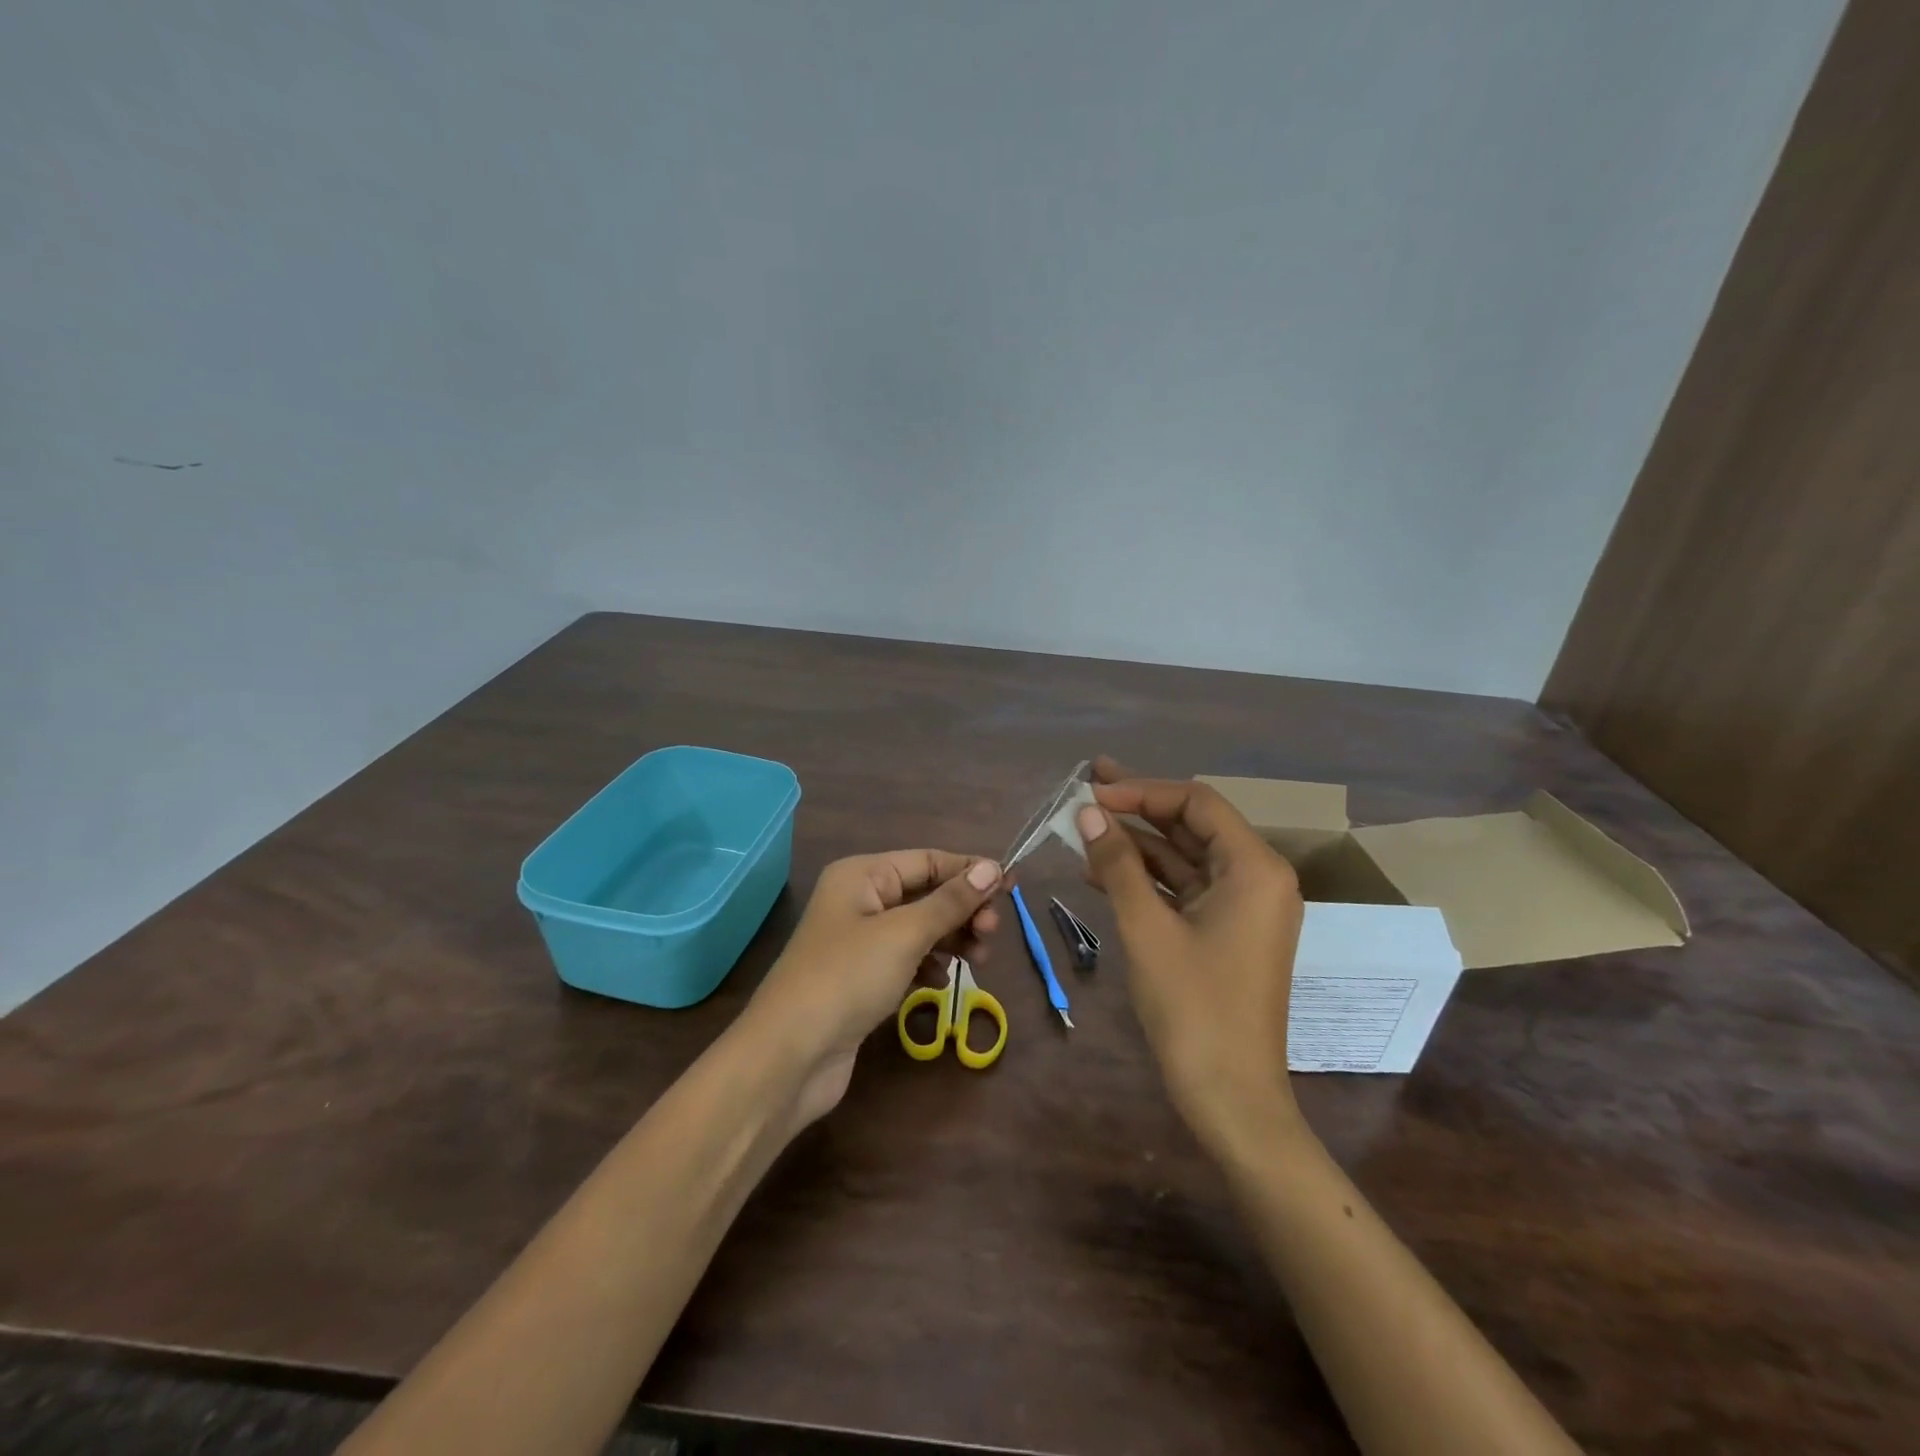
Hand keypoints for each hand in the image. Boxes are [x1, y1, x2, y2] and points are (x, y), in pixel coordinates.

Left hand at [745, 850, 1001, 1128]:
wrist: (790, 1055)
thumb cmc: (848, 977)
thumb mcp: (905, 933)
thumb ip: (951, 901)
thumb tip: (992, 867)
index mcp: (862, 875)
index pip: (928, 860)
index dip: (970, 871)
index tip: (1012, 887)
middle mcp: (859, 900)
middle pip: (926, 893)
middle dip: (962, 909)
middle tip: (991, 933)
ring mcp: (859, 941)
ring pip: (920, 928)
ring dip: (951, 938)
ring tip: (978, 959)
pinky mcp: (862, 978)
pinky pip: (907, 958)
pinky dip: (929, 964)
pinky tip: (942, 980)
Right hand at [1075, 756, 1306, 1157]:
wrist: (1231, 1098)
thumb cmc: (1194, 1008)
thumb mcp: (1148, 929)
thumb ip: (1118, 864)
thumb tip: (1087, 812)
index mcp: (1254, 868)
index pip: (1196, 803)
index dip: (1142, 791)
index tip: (1092, 792)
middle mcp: (1257, 878)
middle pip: (1192, 825)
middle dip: (1138, 807)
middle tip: (1088, 787)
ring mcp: (1243, 907)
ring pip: (1184, 857)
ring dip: (1136, 844)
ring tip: (1084, 828)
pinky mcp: (1226, 932)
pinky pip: (1184, 889)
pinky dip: (1146, 878)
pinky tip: (1101, 871)